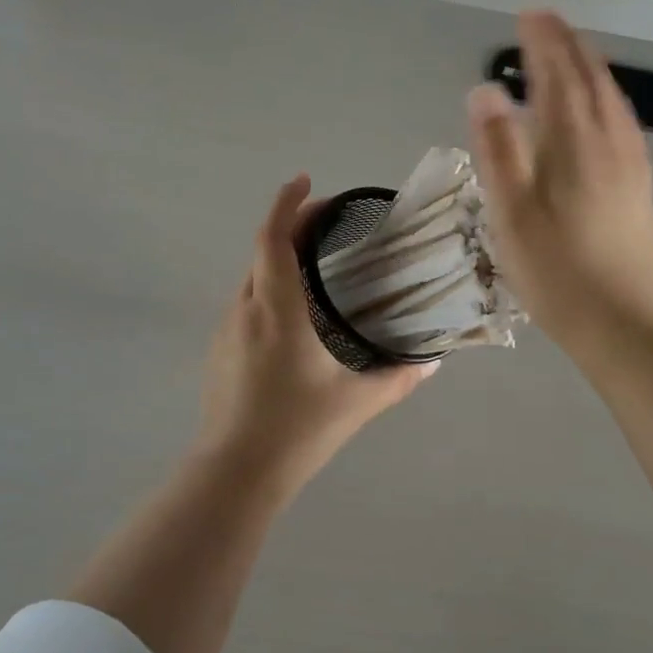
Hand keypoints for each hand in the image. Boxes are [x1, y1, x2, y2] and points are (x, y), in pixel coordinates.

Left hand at [197, 175, 435, 493]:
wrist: (235, 472)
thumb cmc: (297, 429)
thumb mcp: (356, 402)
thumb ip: (398, 377)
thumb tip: (432, 361)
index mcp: (277, 308)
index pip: (274, 238)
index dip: (288, 203)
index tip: (306, 181)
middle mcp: (246, 308)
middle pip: (263, 250)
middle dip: (290, 225)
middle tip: (325, 220)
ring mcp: (227, 330)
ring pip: (252, 277)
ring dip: (278, 258)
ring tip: (314, 262)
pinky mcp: (220, 351)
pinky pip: (246, 303)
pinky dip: (268, 288)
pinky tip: (292, 315)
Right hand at [467, 12, 652, 363]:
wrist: (627, 320)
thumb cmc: (558, 269)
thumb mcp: (512, 212)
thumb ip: (498, 148)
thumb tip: (485, 90)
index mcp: (574, 142)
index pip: (558, 76)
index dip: (543, 42)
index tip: (529, 14)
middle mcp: (608, 141)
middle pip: (590, 79)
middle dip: (567, 45)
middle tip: (545, 22)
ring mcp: (629, 162)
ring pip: (610, 98)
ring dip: (589, 67)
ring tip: (570, 52)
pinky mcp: (637, 184)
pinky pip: (621, 119)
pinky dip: (605, 96)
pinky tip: (601, 108)